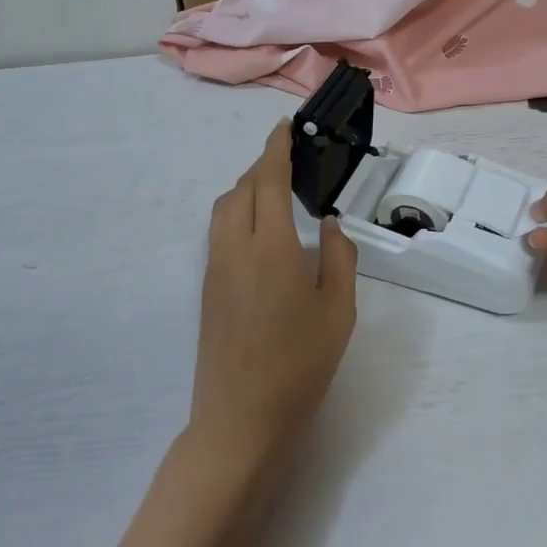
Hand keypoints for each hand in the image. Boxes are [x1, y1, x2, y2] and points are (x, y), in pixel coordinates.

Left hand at [190, 122, 357, 480]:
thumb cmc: (299, 366)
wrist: (240, 419)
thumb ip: (339, 259)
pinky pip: (219, 231)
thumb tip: (329, 224)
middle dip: (262, 166)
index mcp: (271, 248)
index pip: (268, 180)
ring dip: (246, 189)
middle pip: (241, 189)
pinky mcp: (207, 288)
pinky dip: (237, 213)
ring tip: (274, 193)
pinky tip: (260, 232)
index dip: (276, 148)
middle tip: (289, 162)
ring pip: (224, 209)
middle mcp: (236, 248)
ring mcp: (215, 268)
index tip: (285, 127)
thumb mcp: (338, 312)